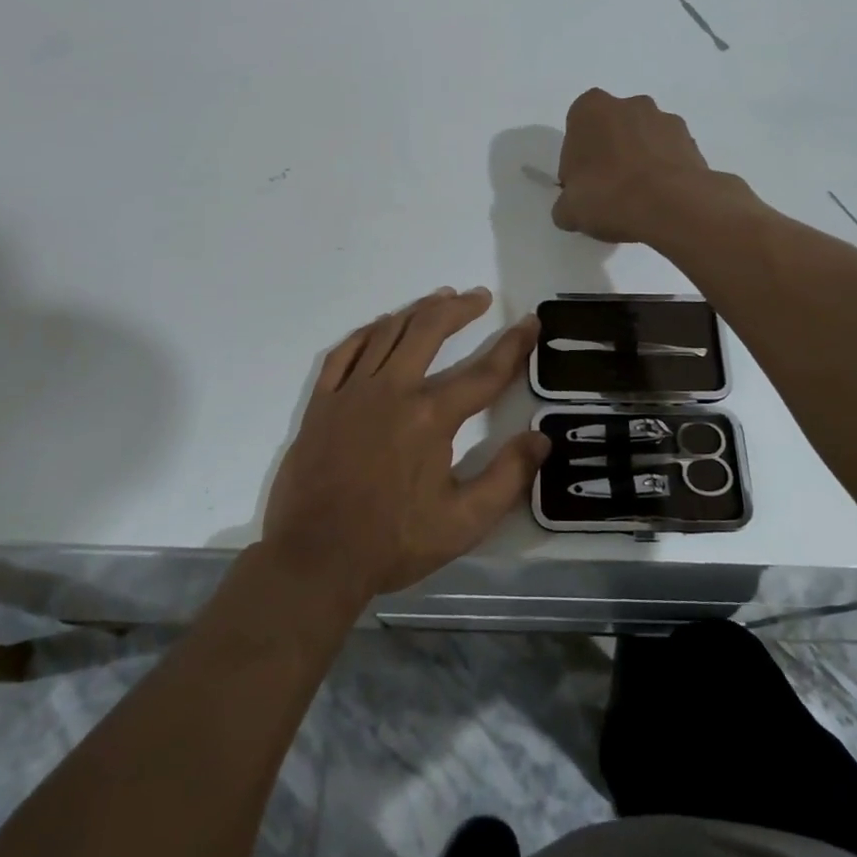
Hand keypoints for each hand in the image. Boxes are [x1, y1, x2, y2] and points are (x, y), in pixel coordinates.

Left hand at [261, 287, 547, 602]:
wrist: (314, 558)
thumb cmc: (393, 542)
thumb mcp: (463, 523)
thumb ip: (507, 477)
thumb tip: (541, 438)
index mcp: (431, 417)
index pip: (484, 372)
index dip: (513, 345)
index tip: (530, 321)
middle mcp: (393, 391)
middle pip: (430, 331)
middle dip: (460, 309)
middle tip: (479, 297)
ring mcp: (352, 392)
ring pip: (388, 332)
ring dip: (418, 310)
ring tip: (440, 299)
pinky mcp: (322, 402)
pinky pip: (345, 352)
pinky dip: (367, 332)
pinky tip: (381, 325)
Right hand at [552, 88, 739, 243]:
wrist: (672, 205)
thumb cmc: (609, 196)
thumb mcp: (569, 210)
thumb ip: (566, 204)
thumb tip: (571, 208)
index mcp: (591, 108)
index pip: (576, 131)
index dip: (577, 161)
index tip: (582, 187)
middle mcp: (629, 104)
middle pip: (612, 130)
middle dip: (610, 154)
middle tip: (608, 192)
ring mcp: (665, 119)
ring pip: (643, 139)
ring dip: (639, 161)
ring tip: (639, 199)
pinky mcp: (692, 141)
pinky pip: (669, 155)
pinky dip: (664, 171)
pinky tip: (660, 200)